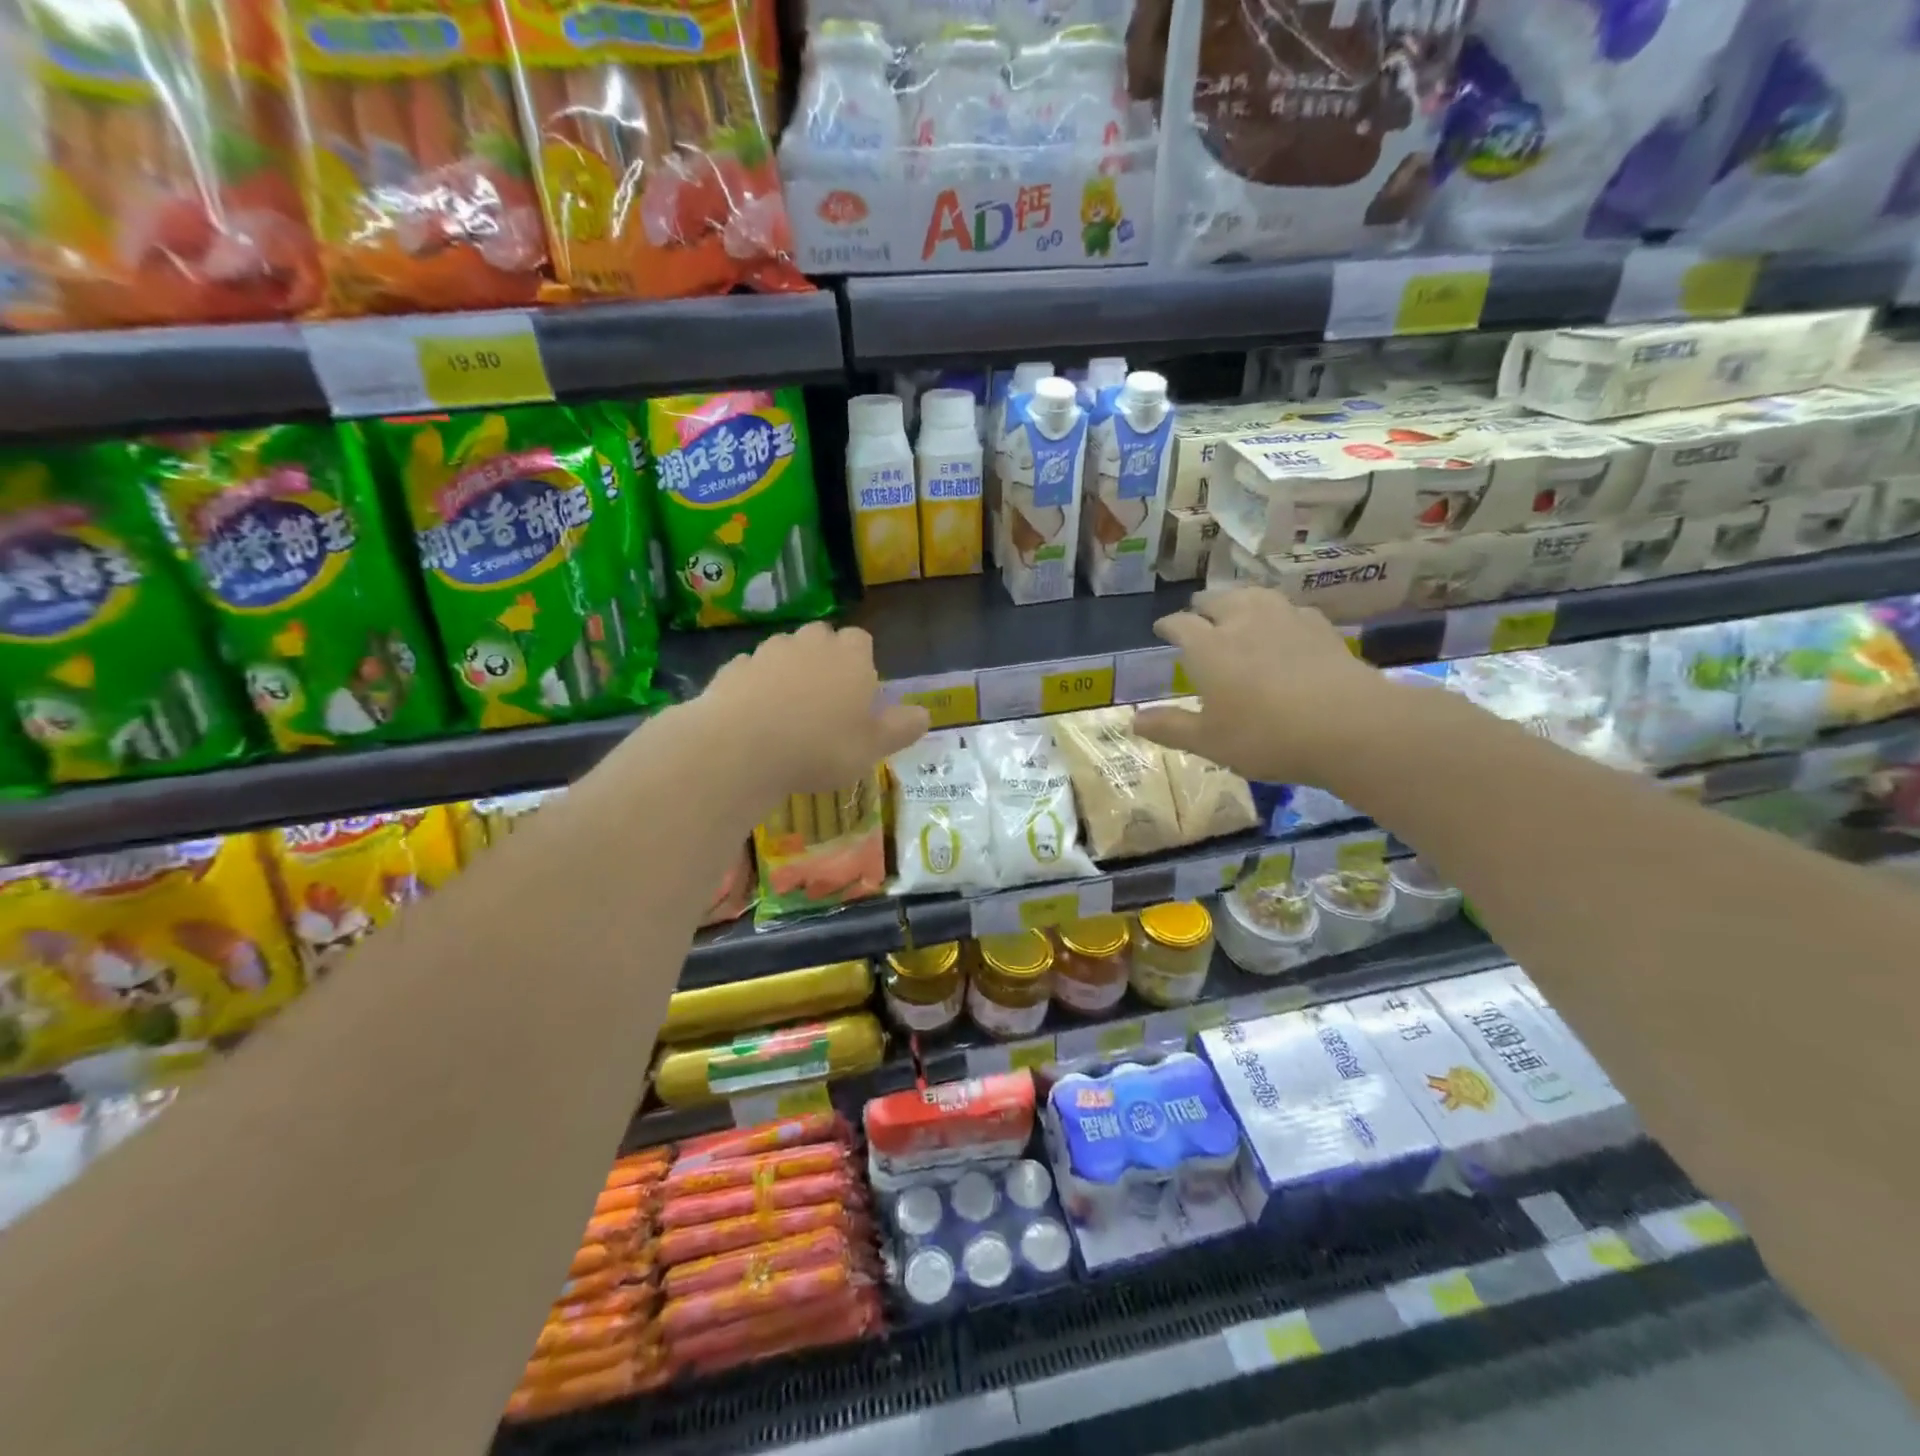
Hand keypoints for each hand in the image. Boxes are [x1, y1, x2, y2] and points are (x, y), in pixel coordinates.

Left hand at [693, 622, 929, 795]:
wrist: (740, 748)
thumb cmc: (819, 747)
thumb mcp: (872, 748)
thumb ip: (900, 728)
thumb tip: (924, 714)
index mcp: (850, 658)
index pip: (861, 640)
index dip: (861, 662)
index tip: (858, 693)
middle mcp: (810, 644)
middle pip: (822, 638)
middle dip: (824, 660)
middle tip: (825, 700)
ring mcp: (767, 652)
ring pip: (784, 651)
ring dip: (788, 671)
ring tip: (787, 711)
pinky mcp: (733, 668)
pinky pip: (751, 671)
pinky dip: (755, 686)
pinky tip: (754, 717)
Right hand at [1133, 588, 1391, 783]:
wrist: (1348, 726)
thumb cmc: (1265, 736)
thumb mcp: (1208, 741)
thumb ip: (1170, 727)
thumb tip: (1133, 720)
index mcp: (1208, 648)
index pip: (1180, 624)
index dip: (1168, 624)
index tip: (1161, 628)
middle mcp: (1242, 622)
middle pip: (1218, 600)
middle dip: (1203, 605)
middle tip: (1198, 612)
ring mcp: (1285, 619)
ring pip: (1256, 596)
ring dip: (1240, 599)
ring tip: (1237, 606)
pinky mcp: (1320, 627)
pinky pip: (1292, 609)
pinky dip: (1279, 612)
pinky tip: (1284, 623)